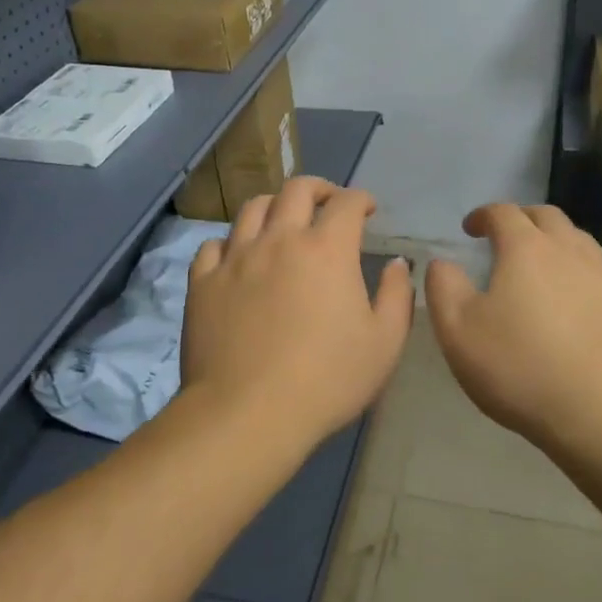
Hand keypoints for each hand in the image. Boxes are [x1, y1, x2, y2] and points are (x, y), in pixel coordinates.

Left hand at [181, 177, 413, 451]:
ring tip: (284, 221)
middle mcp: (280, 239)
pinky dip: (233, 241)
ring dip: (275, 205)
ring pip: (253, 208)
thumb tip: (397, 264)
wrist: (248, 413)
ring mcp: (236, 258)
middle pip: (296, 190)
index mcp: (327, 249)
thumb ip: (396, 296)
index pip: (347, 203)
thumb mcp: (384, 343)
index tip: (368, 209)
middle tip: (329, 202)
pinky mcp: (203, 282)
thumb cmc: (327, 379)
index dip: (361, 199)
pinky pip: (214, 245)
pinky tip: (240, 256)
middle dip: (320, 188)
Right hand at [425, 204, 601, 450]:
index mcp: (527, 249)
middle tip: (506, 237)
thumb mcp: (458, 331)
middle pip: (548, 217)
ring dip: (557, 242)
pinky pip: (600, 277)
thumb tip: (442, 263)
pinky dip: (581, 276)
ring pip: (580, 242)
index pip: (503, 213)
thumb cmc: (520, 367)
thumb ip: (444, 288)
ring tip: (542, 264)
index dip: (483, 215)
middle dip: (523, 219)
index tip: (470, 228)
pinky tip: (575, 304)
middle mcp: (570, 252)